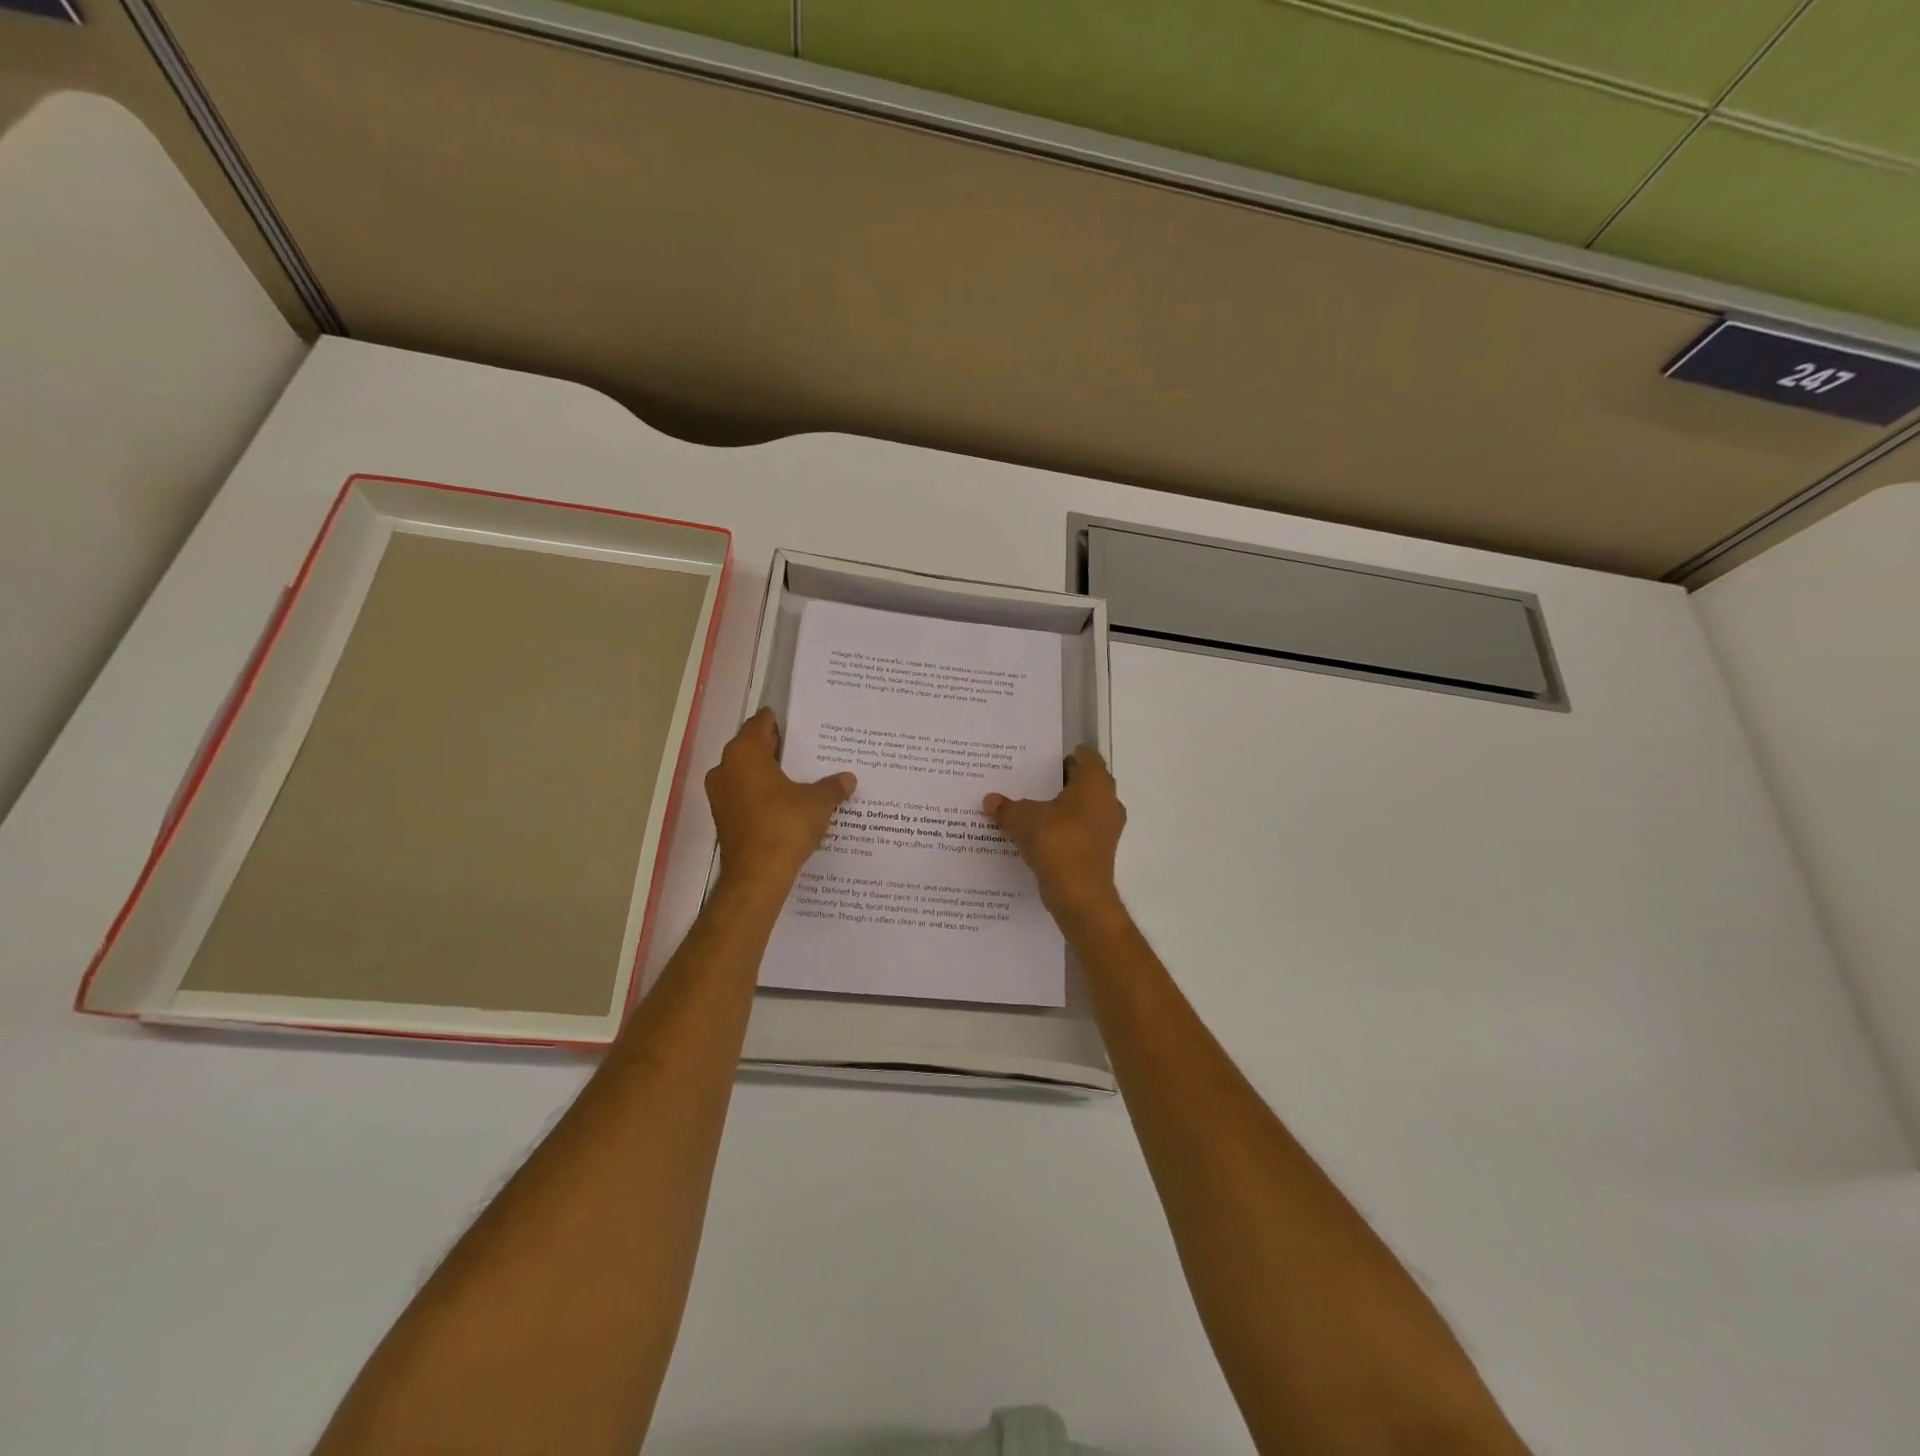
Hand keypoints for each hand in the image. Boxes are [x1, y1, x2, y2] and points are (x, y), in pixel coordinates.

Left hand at [706, 708, 855, 892]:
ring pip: (747, 773)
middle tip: (807, 748)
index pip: (760, 724)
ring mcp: (720, 795)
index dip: (781, 721)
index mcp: (744, 753)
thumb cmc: (785, 826)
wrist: (757, 876)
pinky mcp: (724, 818)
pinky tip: (788, 802)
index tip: (801, 723)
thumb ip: (832, 786)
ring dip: (770, 774)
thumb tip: (848, 779)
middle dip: (777, 748)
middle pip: (752, 748)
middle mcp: (725, 768)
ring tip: (801, 776)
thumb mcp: (818, 802)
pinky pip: (745, 796)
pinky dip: (763, 795)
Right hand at [984, 744, 1126, 926]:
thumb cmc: (1056, 843)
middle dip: (1061, 781)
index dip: (1065, 754)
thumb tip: (990, 800)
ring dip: (1063, 807)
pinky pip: (1082, 830)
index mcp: (1095, 784)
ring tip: (1033, 808)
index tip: (1043, 759)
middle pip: (1085, 782)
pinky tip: (1041, 835)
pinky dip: (1065, 829)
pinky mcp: (1101, 851)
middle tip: (1032, 781)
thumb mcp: (1022, 820)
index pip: (1086, 756)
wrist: (1079, 895)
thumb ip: (1006, 807)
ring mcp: (1108, 828)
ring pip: (1084, 808)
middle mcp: (1108, 801)